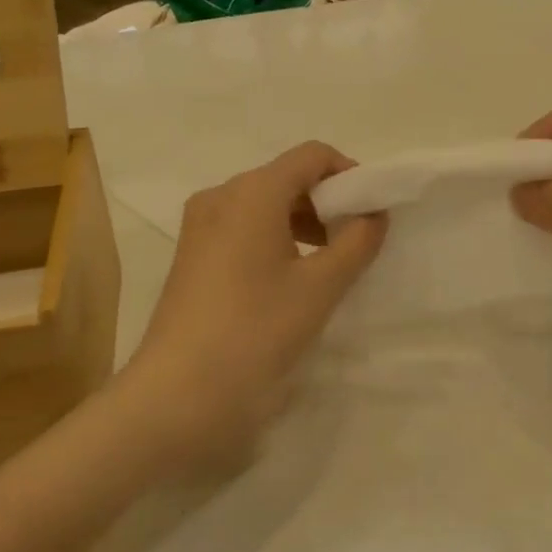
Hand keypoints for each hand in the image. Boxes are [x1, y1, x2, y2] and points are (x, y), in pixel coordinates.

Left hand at [117, 142, 386, 471]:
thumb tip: (373, 215)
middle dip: (327, 202)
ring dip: (302, 223)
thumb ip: (357, 242)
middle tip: (355, 243)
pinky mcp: (191, 256)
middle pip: (286, 178)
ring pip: (264, 205)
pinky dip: (274, 239)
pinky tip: (289, 279)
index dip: (349, 175)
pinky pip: (242, 228)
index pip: (311, 156)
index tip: (371, 212)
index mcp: (252, 192)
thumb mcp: (320, 287)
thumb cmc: (256, 330)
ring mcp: (200, 226)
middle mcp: (221, 196)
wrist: (178, 394)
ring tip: (327, 265)